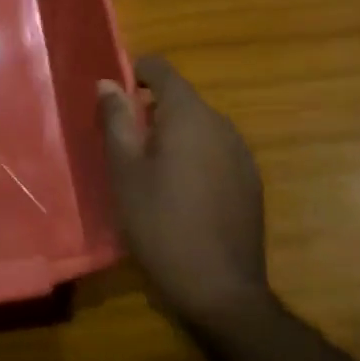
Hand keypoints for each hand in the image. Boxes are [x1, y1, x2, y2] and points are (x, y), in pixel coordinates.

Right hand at [99, 56, 270, 330]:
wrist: (219, 291)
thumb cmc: (160, 223)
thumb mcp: (124, 170)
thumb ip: (116, 120)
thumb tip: (108, 83)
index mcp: (189, 115)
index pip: (162, 69)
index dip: (136, 73)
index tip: (115, 99)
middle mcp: (221, 124)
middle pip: (181, 98)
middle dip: (151, 110)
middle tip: (124, 143)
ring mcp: (241, 154)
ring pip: (199, 127)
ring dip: (173, 135)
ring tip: (149, 170)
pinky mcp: (251, 181)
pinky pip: (216, 152)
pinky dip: (194, 157)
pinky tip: (181, 193)